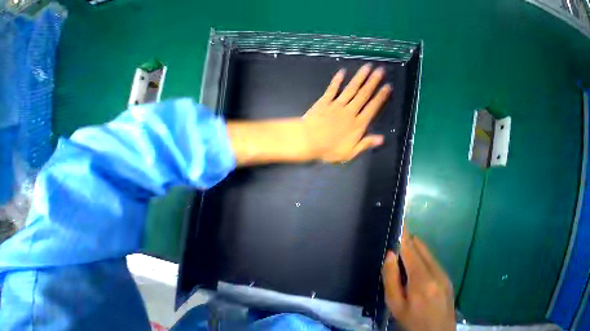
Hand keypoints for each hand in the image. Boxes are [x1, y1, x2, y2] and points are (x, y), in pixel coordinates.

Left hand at [302, 64, 390, 162]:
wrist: (308, 141)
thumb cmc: (328, 150)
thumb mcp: (349, 153)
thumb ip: (364, 144)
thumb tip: (381, 139)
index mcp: (357, 125)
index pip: (372, 108)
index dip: (380, 97)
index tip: (387, 86)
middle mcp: (349, 112)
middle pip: (363, 95)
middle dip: (373, 82)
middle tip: (380, 70)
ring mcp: (336, 105)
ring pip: (351, 89)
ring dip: (359, 78)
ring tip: (367, 66)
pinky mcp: (324, 102)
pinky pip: (332, 89)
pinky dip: (337, 81)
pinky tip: (342, 72)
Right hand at [382, 228, 455, 330]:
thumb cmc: (412, 322)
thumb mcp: (394, 302)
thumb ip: (390, 276)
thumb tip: (391, 253)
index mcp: (422, 280)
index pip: (409, 248)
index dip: (402, 233)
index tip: (397, 220)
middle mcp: (437, 273)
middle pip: (419, 245)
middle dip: (405, 240)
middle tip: (392, 245)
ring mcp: (444, 276)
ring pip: (425, 250)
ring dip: (412, 248)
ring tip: (400, 258)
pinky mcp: (447, 279)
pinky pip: (430, 258)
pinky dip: (419, 256)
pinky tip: (412, 268)